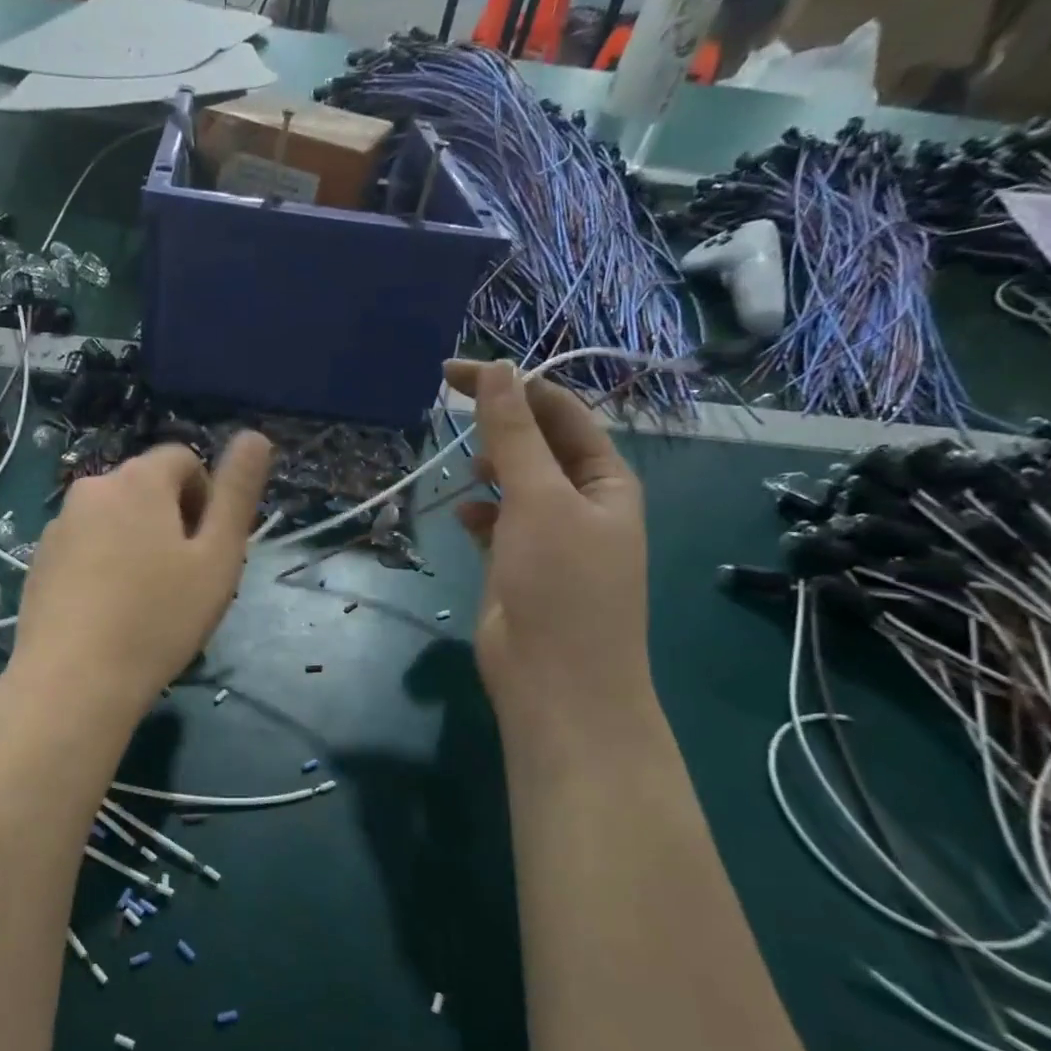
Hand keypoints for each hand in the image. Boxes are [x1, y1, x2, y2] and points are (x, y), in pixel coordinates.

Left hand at [8, 434, 273, 719]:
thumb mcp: (218, 557)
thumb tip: (255, 436)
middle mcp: (92, 489)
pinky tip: (109, 612)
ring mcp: (58, 525)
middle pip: (146, 488)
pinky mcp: (38, 561)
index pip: (183, 458)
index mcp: (138, 481)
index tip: (208, 548)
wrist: (73, 682)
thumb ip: (237, 493)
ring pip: (114, 519)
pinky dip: (104, 564)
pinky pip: (85, 546)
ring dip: (137, 542)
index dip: (206, 497)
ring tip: (146, 601)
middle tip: (184, 579)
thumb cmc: (159, 618)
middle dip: (172, 520)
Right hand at [444, 359, 650, 738]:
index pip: (558, 411)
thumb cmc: (560, 583)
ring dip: (488, 468)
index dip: (510, 384)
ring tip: (462, 466)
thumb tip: (497, 369)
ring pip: (514, 484)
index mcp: (604, 478)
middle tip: (446, 407)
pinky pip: (497, 524)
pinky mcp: (518, 565)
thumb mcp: (538, 499)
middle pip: (536, 444)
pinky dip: (480, 514)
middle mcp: (581, 501)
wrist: (556, 681)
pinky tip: (462, 515)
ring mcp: (549, 536)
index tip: (452, 373)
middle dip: (497, 423)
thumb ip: (513, 435)